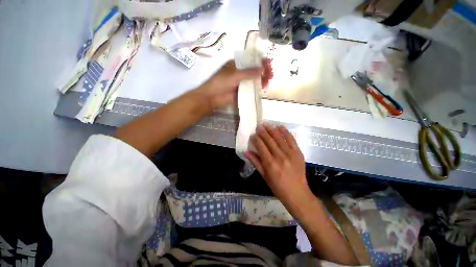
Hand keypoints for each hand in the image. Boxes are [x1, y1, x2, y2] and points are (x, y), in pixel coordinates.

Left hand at [195, 60, 262, 109]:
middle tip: (270, 75)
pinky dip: (258, 88)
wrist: (213, 97)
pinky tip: (263, 88)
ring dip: (262, 79)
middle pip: (255, 70)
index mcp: (237, 64)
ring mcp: (242, 82)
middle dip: (263, 71)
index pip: (251, 60)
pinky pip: (252, 88)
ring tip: (268, 82)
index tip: (268, 64)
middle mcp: (241, 72)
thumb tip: (263, 69)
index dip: (260, 61)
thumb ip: (249, 73)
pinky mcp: (243, 91)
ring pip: (254, 79)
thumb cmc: (220, 83)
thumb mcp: (234, 75)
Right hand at [244, 124, 309, 206]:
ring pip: (279, 138)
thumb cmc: (278, 187)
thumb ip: (255, 162)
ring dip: (272, 129)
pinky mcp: (298, 153)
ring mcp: (290, 153)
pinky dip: (285, 132)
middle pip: (269, 140)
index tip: (253, 134)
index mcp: (270, 163)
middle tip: (259, 126)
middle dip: (263, 132)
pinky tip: (280, 126)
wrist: (297, 193)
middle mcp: (279, 156)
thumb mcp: (264, 176)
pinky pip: (291, 140)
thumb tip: (246, 152)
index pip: (261, 146)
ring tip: (266, 124)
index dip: (256, 139)